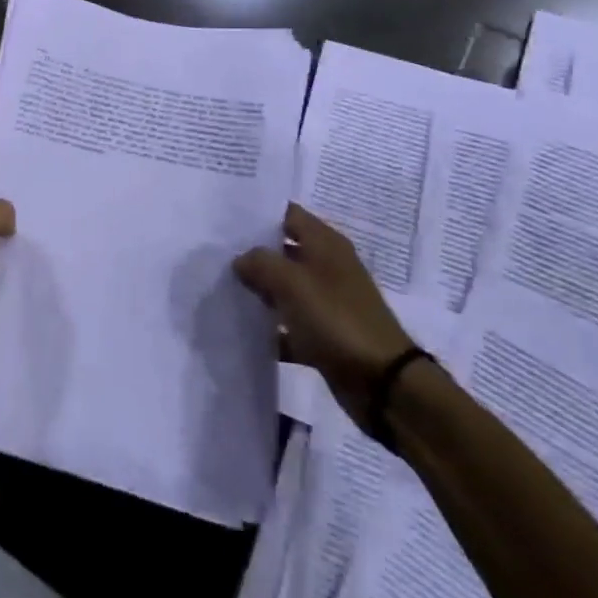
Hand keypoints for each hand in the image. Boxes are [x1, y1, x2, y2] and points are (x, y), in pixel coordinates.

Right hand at [234, 203, 416, 426]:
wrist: (383, 383)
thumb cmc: (337, 319)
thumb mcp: (292, 283)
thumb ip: (261, 263)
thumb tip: (241, 259)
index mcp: (325, 244)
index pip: (287, 214)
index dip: (258, 214)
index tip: (224, 218)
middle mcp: (327, 267)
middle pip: (283, 251)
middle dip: (252, 254)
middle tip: (214, 255)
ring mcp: (327, 302)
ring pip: (284, 289)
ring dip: (259, 292)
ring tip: (219, 289)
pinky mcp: (324, 335)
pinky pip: (290, 325)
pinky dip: (272, 329)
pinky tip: (243, 331)